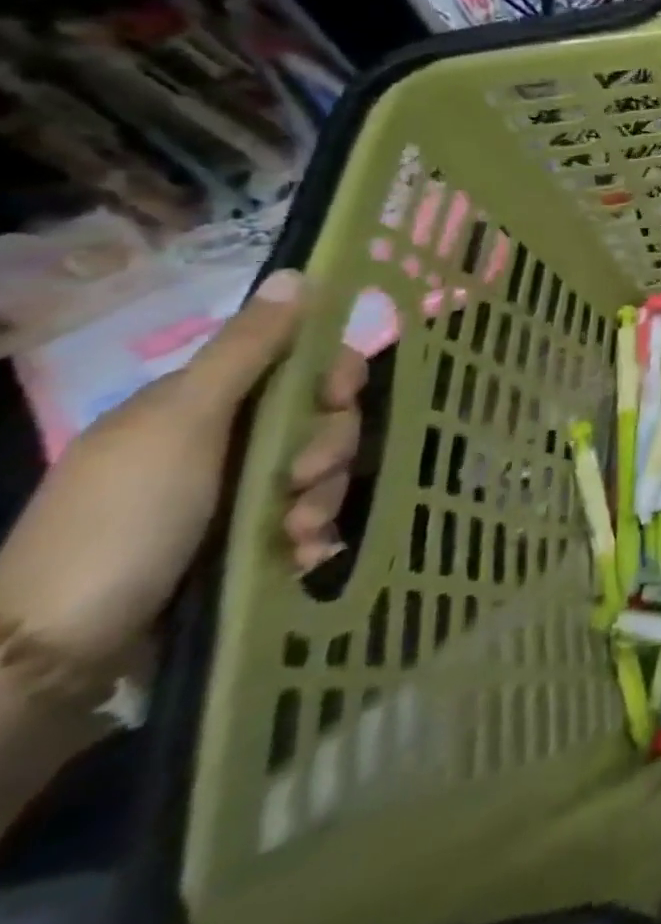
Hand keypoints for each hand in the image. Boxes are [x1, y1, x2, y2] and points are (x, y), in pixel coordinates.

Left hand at [0, 268, 363, 692]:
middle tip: (303, 481)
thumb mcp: (185, 423)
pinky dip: (312, 535)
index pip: (300, 366)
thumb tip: (300, 273)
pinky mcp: (245, 543)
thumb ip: (248, 349)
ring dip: (323, 498)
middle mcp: (224, 442)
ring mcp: (234, 496)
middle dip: (330, 449)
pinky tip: (298, 555)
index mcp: (203, 404)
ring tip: (294, 534)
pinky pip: (309, 520)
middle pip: (320, 421)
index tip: (339, 397)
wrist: (57, 651)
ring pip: (321, 473)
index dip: (333, 376)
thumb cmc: (123, 518)